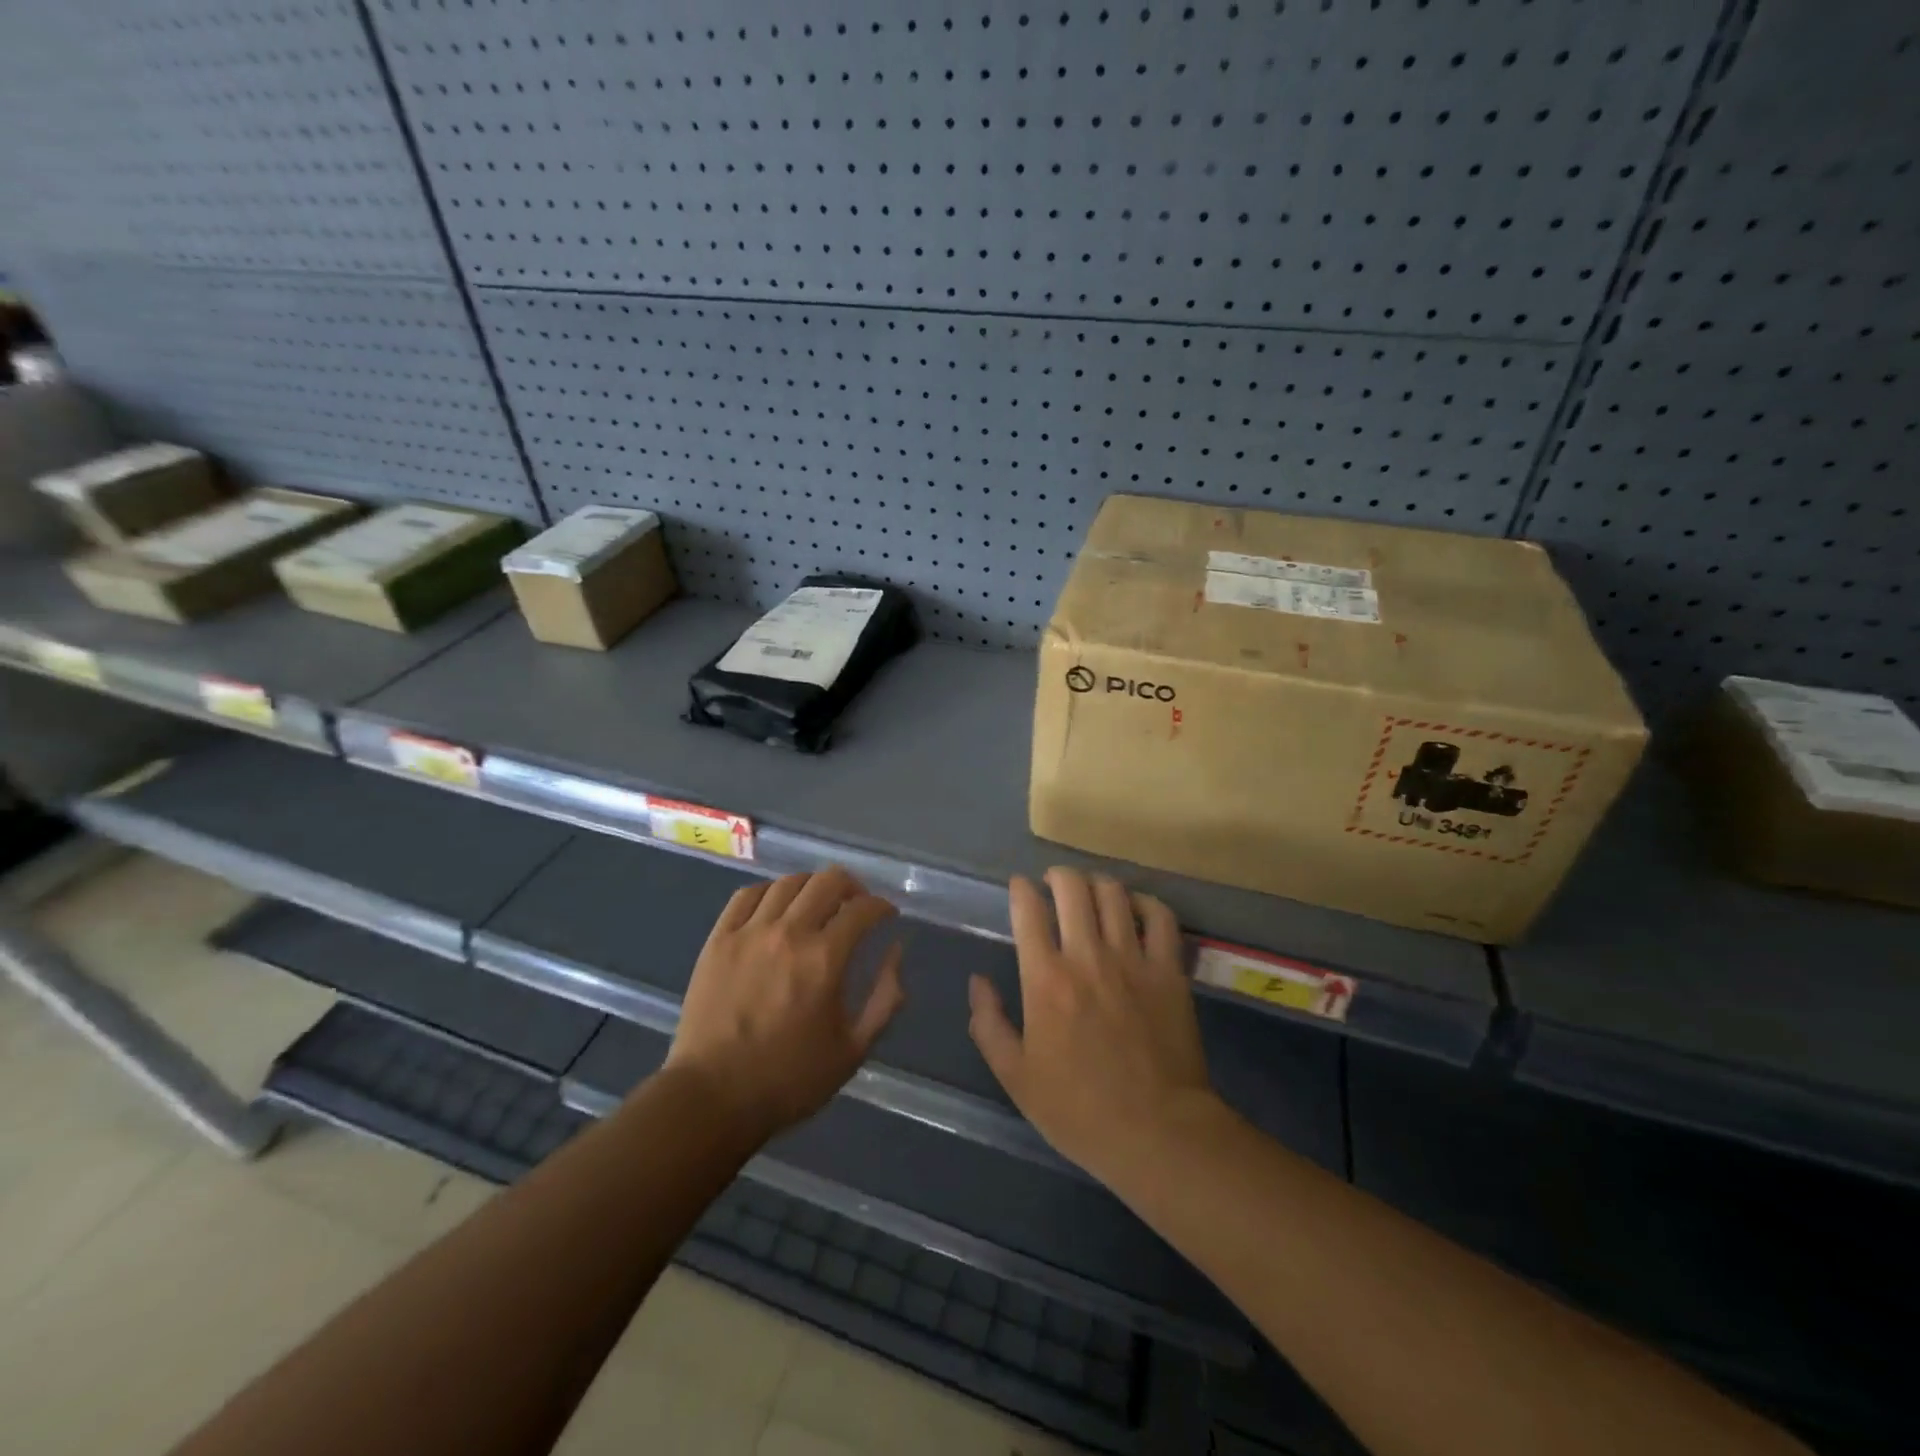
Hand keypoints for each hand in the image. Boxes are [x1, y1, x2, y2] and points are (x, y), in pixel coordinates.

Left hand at [667, 867, 905, 1143]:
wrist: (712, 1097)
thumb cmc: (789, 1079)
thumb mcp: (854, 1050)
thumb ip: (885, 998)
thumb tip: (895, 952)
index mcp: (825, 959)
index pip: (863, 909)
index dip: (882, 907)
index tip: (886, 916)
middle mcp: (789, 933)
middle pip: (828, 881)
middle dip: (853, 886)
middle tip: (857, 905)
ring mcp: (749, 932)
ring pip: (789, 882)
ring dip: (812, 887)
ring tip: (817, 904)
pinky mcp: (718, 939)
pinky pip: (747, 895)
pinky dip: (770, 892)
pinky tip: (776, 907)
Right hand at [968, 867, 1216, 1185]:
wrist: (1157, 1132)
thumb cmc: (1078, 1109)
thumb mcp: (1016, 1077)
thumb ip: (989, 1024)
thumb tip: (977, 982)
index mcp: (1045, 979)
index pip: (1028, 910)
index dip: (1021, 889)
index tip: (1019, 887)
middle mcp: (1087, 956)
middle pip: (1071, 888)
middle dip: (1057, 875)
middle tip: (1053, 883)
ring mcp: (1133, 959)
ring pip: (1113, 893)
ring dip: (1096, 883)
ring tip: (1090, 891)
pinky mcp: (1169, 971)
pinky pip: (1160, 917)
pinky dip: (1145, 902)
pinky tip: (1135, 907)